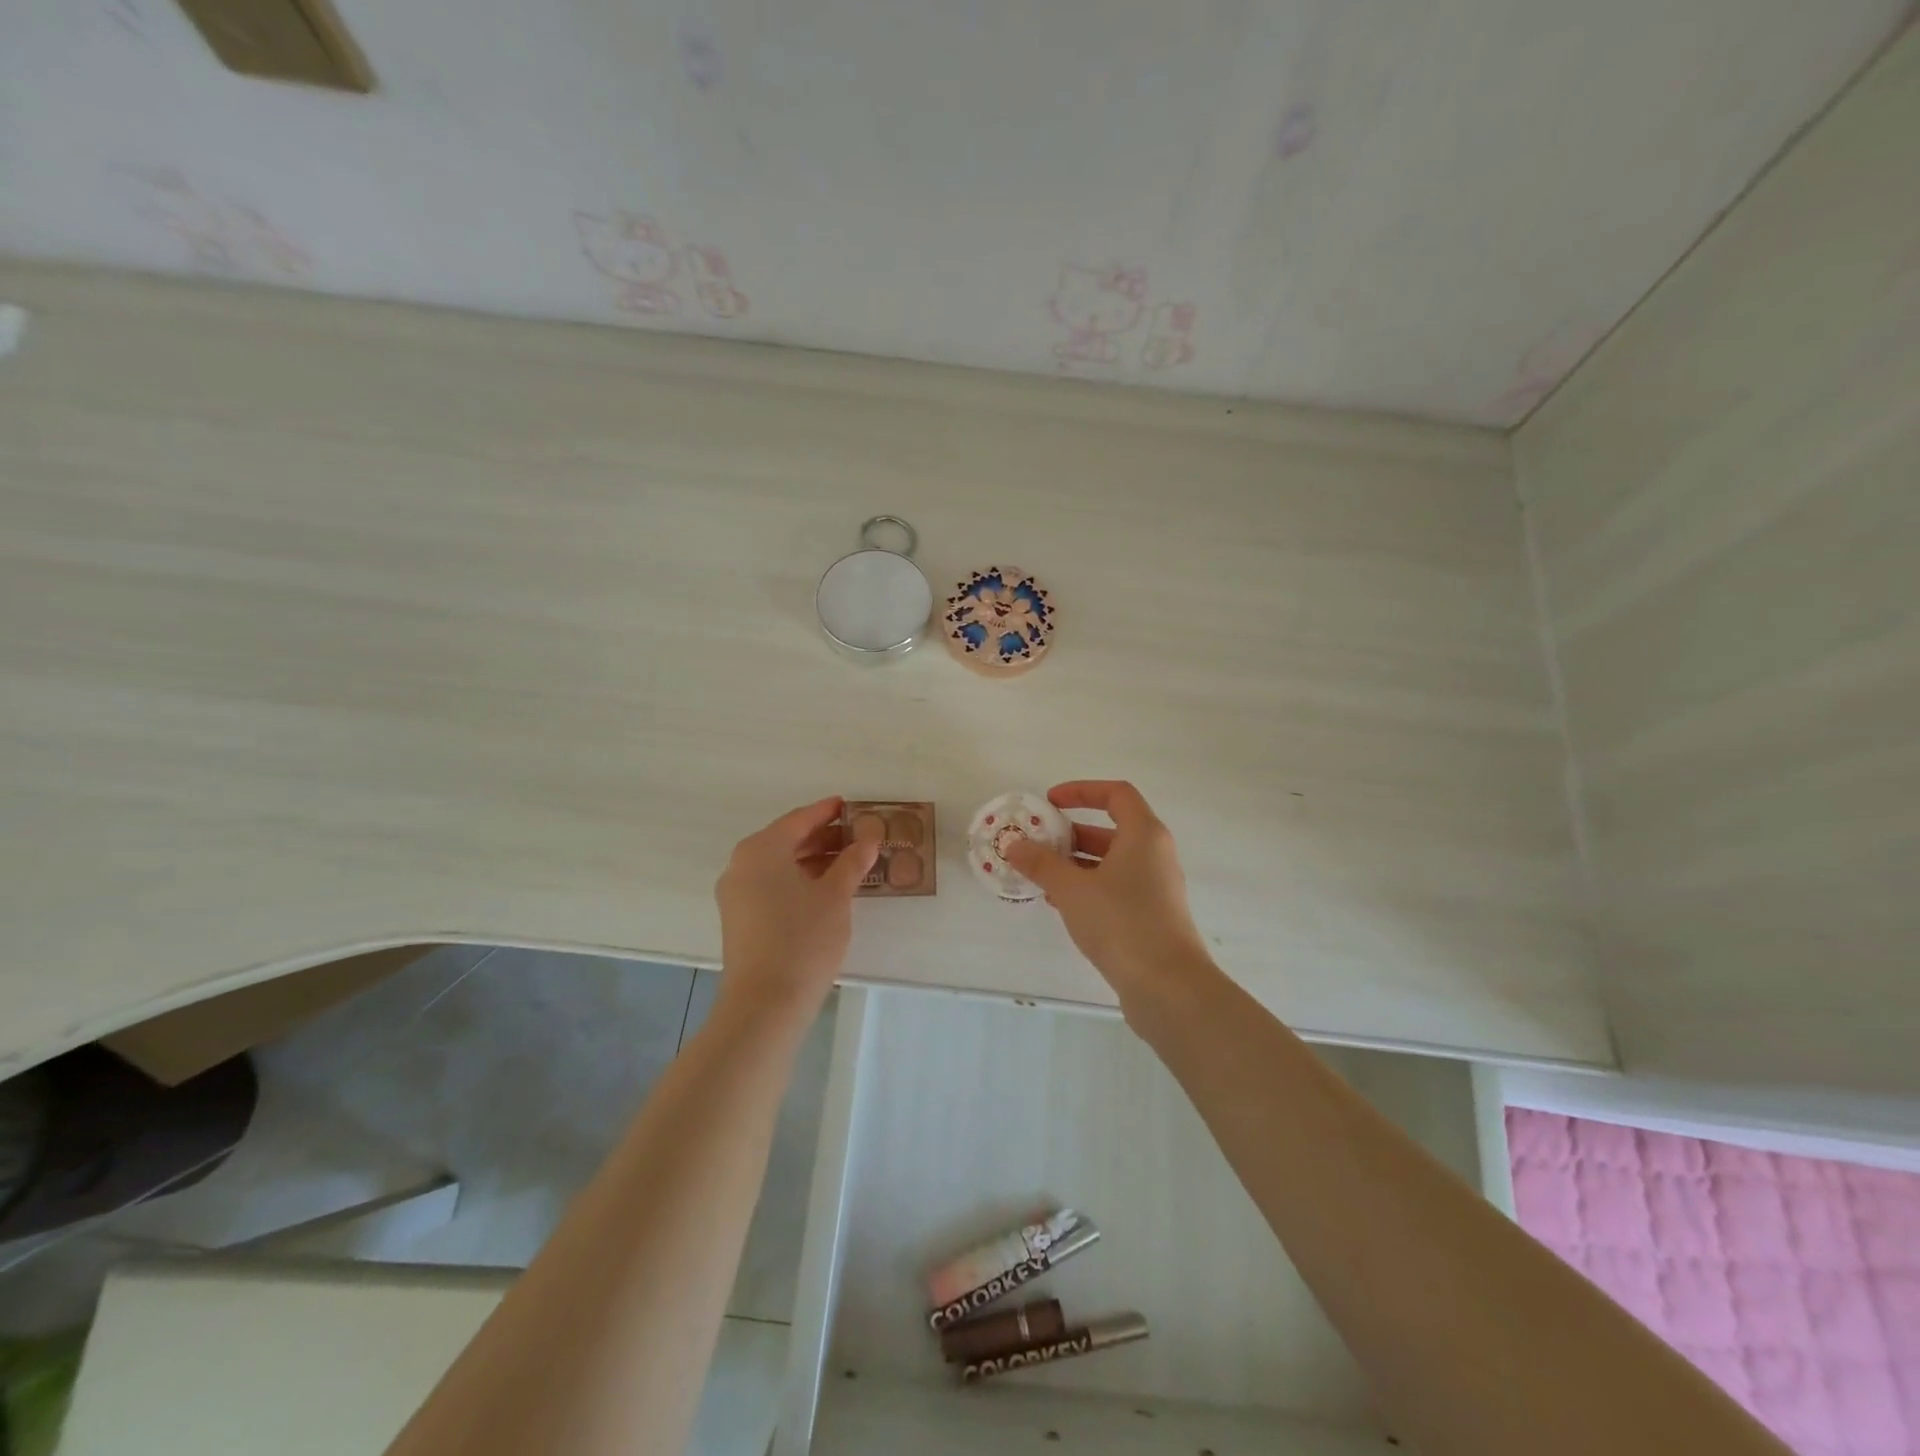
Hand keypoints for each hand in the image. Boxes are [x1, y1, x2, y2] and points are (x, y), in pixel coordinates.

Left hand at [714, 797, 878, 1019]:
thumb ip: (853, 861)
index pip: (799, 819)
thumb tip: (869, 838)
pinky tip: (826, 890)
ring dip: (812, 860)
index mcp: (762, 849)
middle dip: (822, 837)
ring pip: (779, 865)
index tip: (849, 806)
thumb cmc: (803, 939)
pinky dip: (798, 880)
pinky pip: (771, 885)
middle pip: (786, 840)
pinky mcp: (739, 919)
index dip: (826, 811)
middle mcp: (742, 864)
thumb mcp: (836, 896)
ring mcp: (736, 893)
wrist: (765, 1003)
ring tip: (849, 863)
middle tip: (857, 836)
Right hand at [1001, 781, 1213, 1001]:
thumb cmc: (1122, 923)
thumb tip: (1014, 845)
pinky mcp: (1152, 915)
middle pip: (1112, 829)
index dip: (1081, 791)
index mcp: (1144, 834)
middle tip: (1038, 842)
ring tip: (1041, 875)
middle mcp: (1155, 854)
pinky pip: (1116, 887)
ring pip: (1112, 861)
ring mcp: (1156, 886)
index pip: (1116, 794)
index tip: (1050, 802)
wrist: (1168, 986)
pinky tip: (1061, 904)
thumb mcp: (1072, 889)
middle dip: (1072, 833)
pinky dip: (1089, 886)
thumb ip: (1041, 864)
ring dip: (1076, 863)